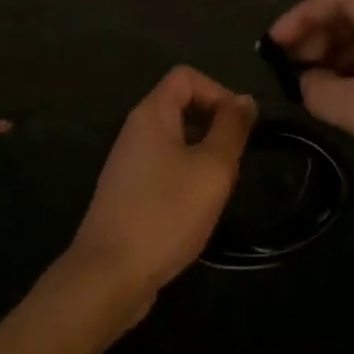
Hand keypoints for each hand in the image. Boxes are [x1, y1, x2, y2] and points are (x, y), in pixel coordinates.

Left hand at [65, 67, 255, 317]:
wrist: (109, 276)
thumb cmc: (166, 213)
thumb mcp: (212, 167)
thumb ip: (231, 128)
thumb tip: (244, 99)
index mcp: (151, 114)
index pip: (186, 76)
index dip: (218, 91)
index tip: (239, 126)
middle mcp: (135, 131)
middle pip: (182, 108)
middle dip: (215, 129)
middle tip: (233, 164)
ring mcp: (128, 164)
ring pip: (176, 143)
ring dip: (204, 159)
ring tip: (218, 192)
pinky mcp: (128, 194)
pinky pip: (165, 171)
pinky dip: (186, 182)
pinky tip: (196, 213)